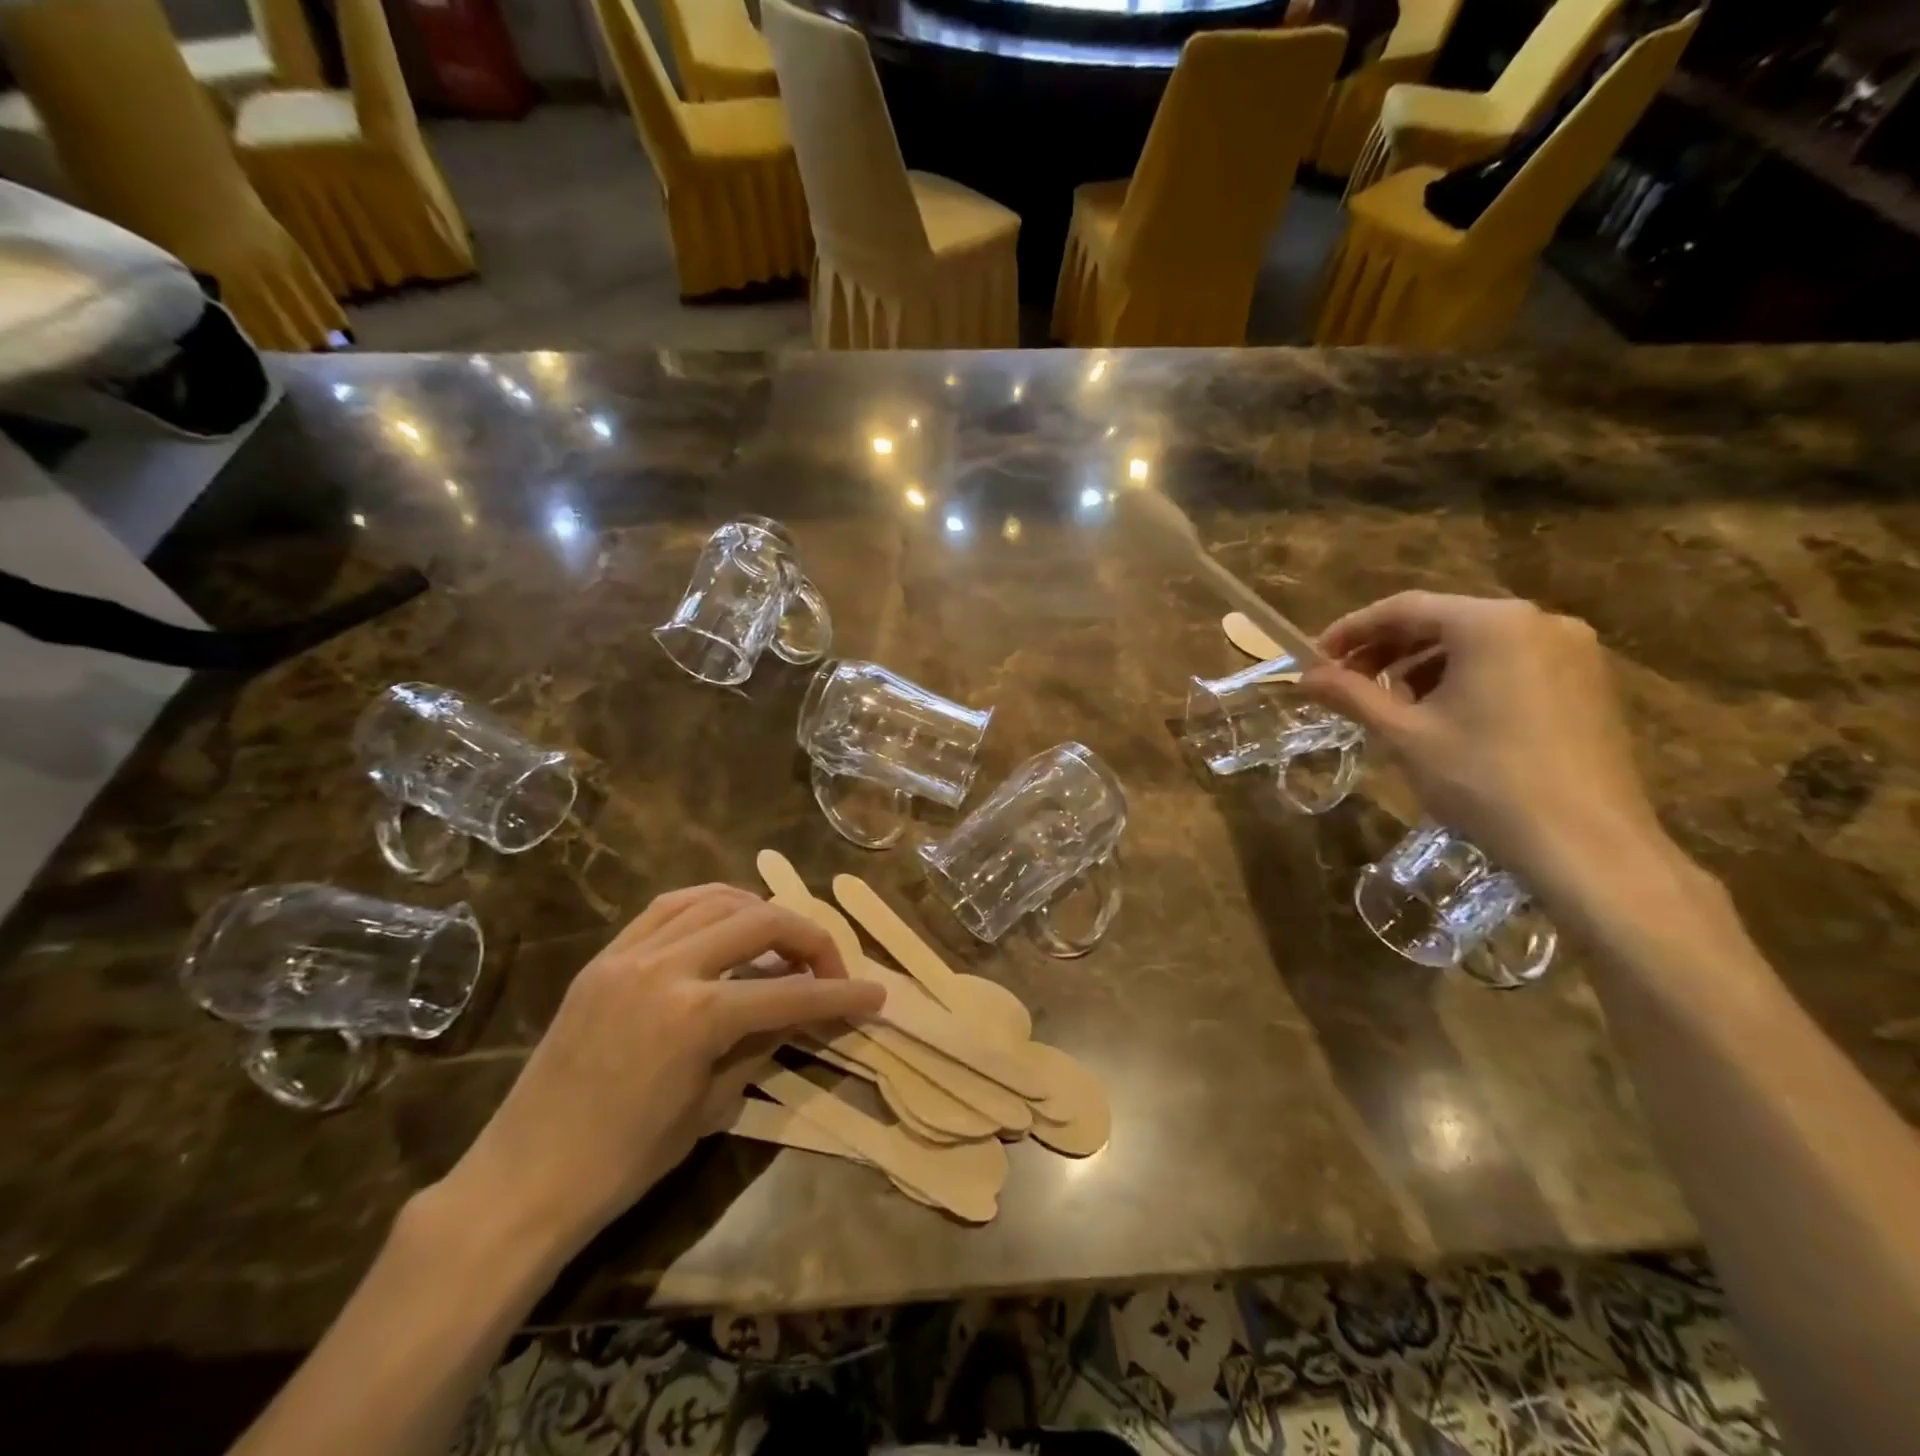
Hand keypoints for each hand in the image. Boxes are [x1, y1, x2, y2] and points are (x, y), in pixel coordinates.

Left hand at [437, 885, 884, 1259]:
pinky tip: (727, 921)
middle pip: (761, 922)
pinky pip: (668, 907)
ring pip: (715, 898)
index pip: (791, 992)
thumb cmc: (624, 1162)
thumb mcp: (712, 1106)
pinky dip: (709, 904)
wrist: (524, 1179)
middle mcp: (667, 967)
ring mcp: (630, 954)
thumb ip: (763, 1043)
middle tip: (829, 966)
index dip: (841, 994)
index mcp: (697, 1016)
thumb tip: (804, 1009)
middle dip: (809, 937)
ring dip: (761, 911)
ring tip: (782, 938)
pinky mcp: (605, 956)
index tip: (875, 995)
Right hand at [1300, 592, 1663, 879]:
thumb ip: (1352, 696)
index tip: (1315, 657)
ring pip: (1476, 643)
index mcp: (1492, 624)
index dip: (1351, 630)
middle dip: (1387, 650)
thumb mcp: (1405, 735)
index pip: (1404, 608)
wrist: (1586, 845)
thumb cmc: (1484, 780)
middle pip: (1442, 620)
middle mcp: (1538, 621)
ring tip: (1393, 706)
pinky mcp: (1588, 683)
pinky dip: (1466, 678)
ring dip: (1423, 666)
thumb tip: (1305, 676)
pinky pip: (1510, 662)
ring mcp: (1572, 651)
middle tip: (1347, 684)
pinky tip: (1444, 717)